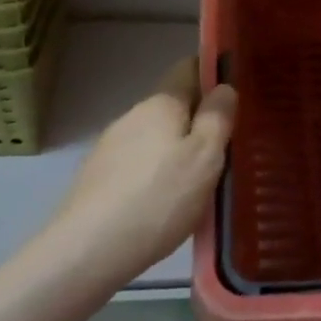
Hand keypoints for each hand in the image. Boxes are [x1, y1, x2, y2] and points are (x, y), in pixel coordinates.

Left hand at [51, 58, 237, 281]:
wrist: (86, 252)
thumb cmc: (158, 198)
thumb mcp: (204, 157)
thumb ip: (218, 119)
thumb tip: (224, 86)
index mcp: (161, 103)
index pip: (189, 68)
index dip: (213, 75)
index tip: (234, 97)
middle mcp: (132, 115)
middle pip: (173, 106)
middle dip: (197, 122)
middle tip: (225, 150)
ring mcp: (110, 147)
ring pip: (155, 138)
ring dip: (176, 151)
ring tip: (198, 184)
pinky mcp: (97, 178)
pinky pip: (137, 165)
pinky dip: (155, 176)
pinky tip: (163, 205)